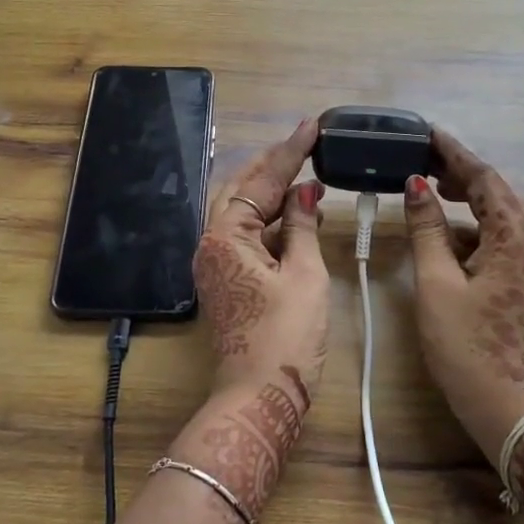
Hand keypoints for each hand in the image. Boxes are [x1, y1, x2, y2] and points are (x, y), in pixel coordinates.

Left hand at [192, 118, 327, 413]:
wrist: (259, 396)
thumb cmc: (286, 336)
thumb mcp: (304, 275)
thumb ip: (302, 227)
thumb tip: (305, 192)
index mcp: (226, 236)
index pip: (262, 181)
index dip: (290, 152)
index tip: (312, 126)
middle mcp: (211, 243)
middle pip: (240, 189)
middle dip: (272, 166)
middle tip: (305, 147)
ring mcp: (215, 264)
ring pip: (241, 212)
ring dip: (272, 194)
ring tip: (307, 178)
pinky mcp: (225, 281)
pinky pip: (245, 236)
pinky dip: (271, 222)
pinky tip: (298, 218)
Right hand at [403, 127, 523, 462]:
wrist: (508, 404)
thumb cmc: (468, 343)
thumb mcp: (437, 282)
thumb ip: (427, 228)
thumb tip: (416, 185)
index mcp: (515, 236)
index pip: (485, 178)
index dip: (455, 153)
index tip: (429, 133)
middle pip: (499, 192)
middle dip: (463, 173)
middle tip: (425, 161)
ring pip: (502, 216)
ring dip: (470, 200)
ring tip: (432, 190)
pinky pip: (503, 238)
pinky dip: (475, 227)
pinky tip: (447, 236)